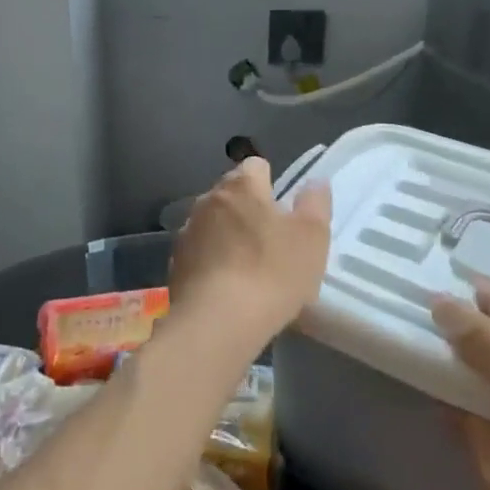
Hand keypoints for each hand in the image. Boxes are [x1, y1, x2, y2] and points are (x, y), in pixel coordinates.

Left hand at [169, 158, 331, 344]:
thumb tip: (315, 182)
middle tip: (271, 241)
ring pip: (213, 224)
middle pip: (231, 194)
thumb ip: (315, 204)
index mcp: (240, 186)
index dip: (271, 183)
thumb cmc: (272, 272)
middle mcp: (207, 200)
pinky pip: (199, 254)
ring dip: (227, 237)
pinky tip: (227, 289)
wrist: (217, 322)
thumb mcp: (311, 237)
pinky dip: (212, 263)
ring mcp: (187, 232)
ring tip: (248, 269)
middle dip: (248, 210)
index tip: (283, 210)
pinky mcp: (175, 265)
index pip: (255, 166)